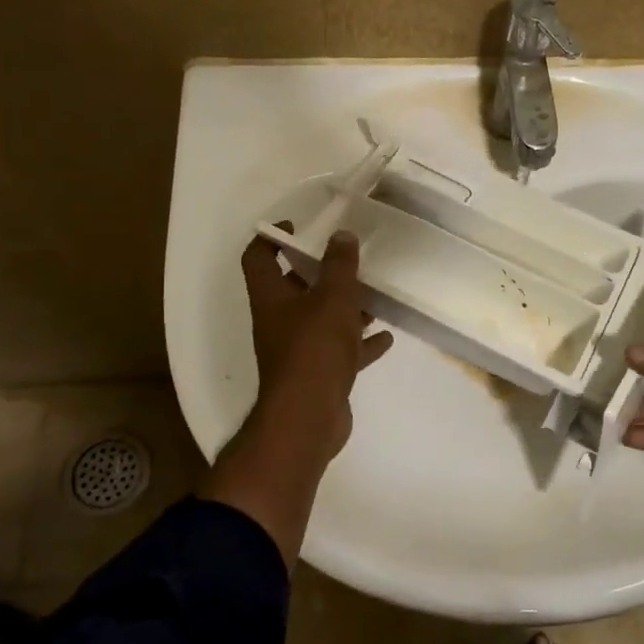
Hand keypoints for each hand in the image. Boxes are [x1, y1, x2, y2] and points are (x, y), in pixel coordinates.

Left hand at [241, 226, 392, 460]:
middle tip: (347, 260)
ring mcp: (298, 351)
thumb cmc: (315, 348)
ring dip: (345, 308)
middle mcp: (279, 322)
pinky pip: (340, 351)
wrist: (309, 418)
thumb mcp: (333, 298)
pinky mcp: (318, 375)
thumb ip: (339, 265)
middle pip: (294, 289)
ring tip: (374, 296)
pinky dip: (360, 343)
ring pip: (321, 320)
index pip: (258, 257)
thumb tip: (341, 235)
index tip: (296, 225)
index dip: (271, 237)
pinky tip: (385, 336)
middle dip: (320, 273)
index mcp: (272, 298)